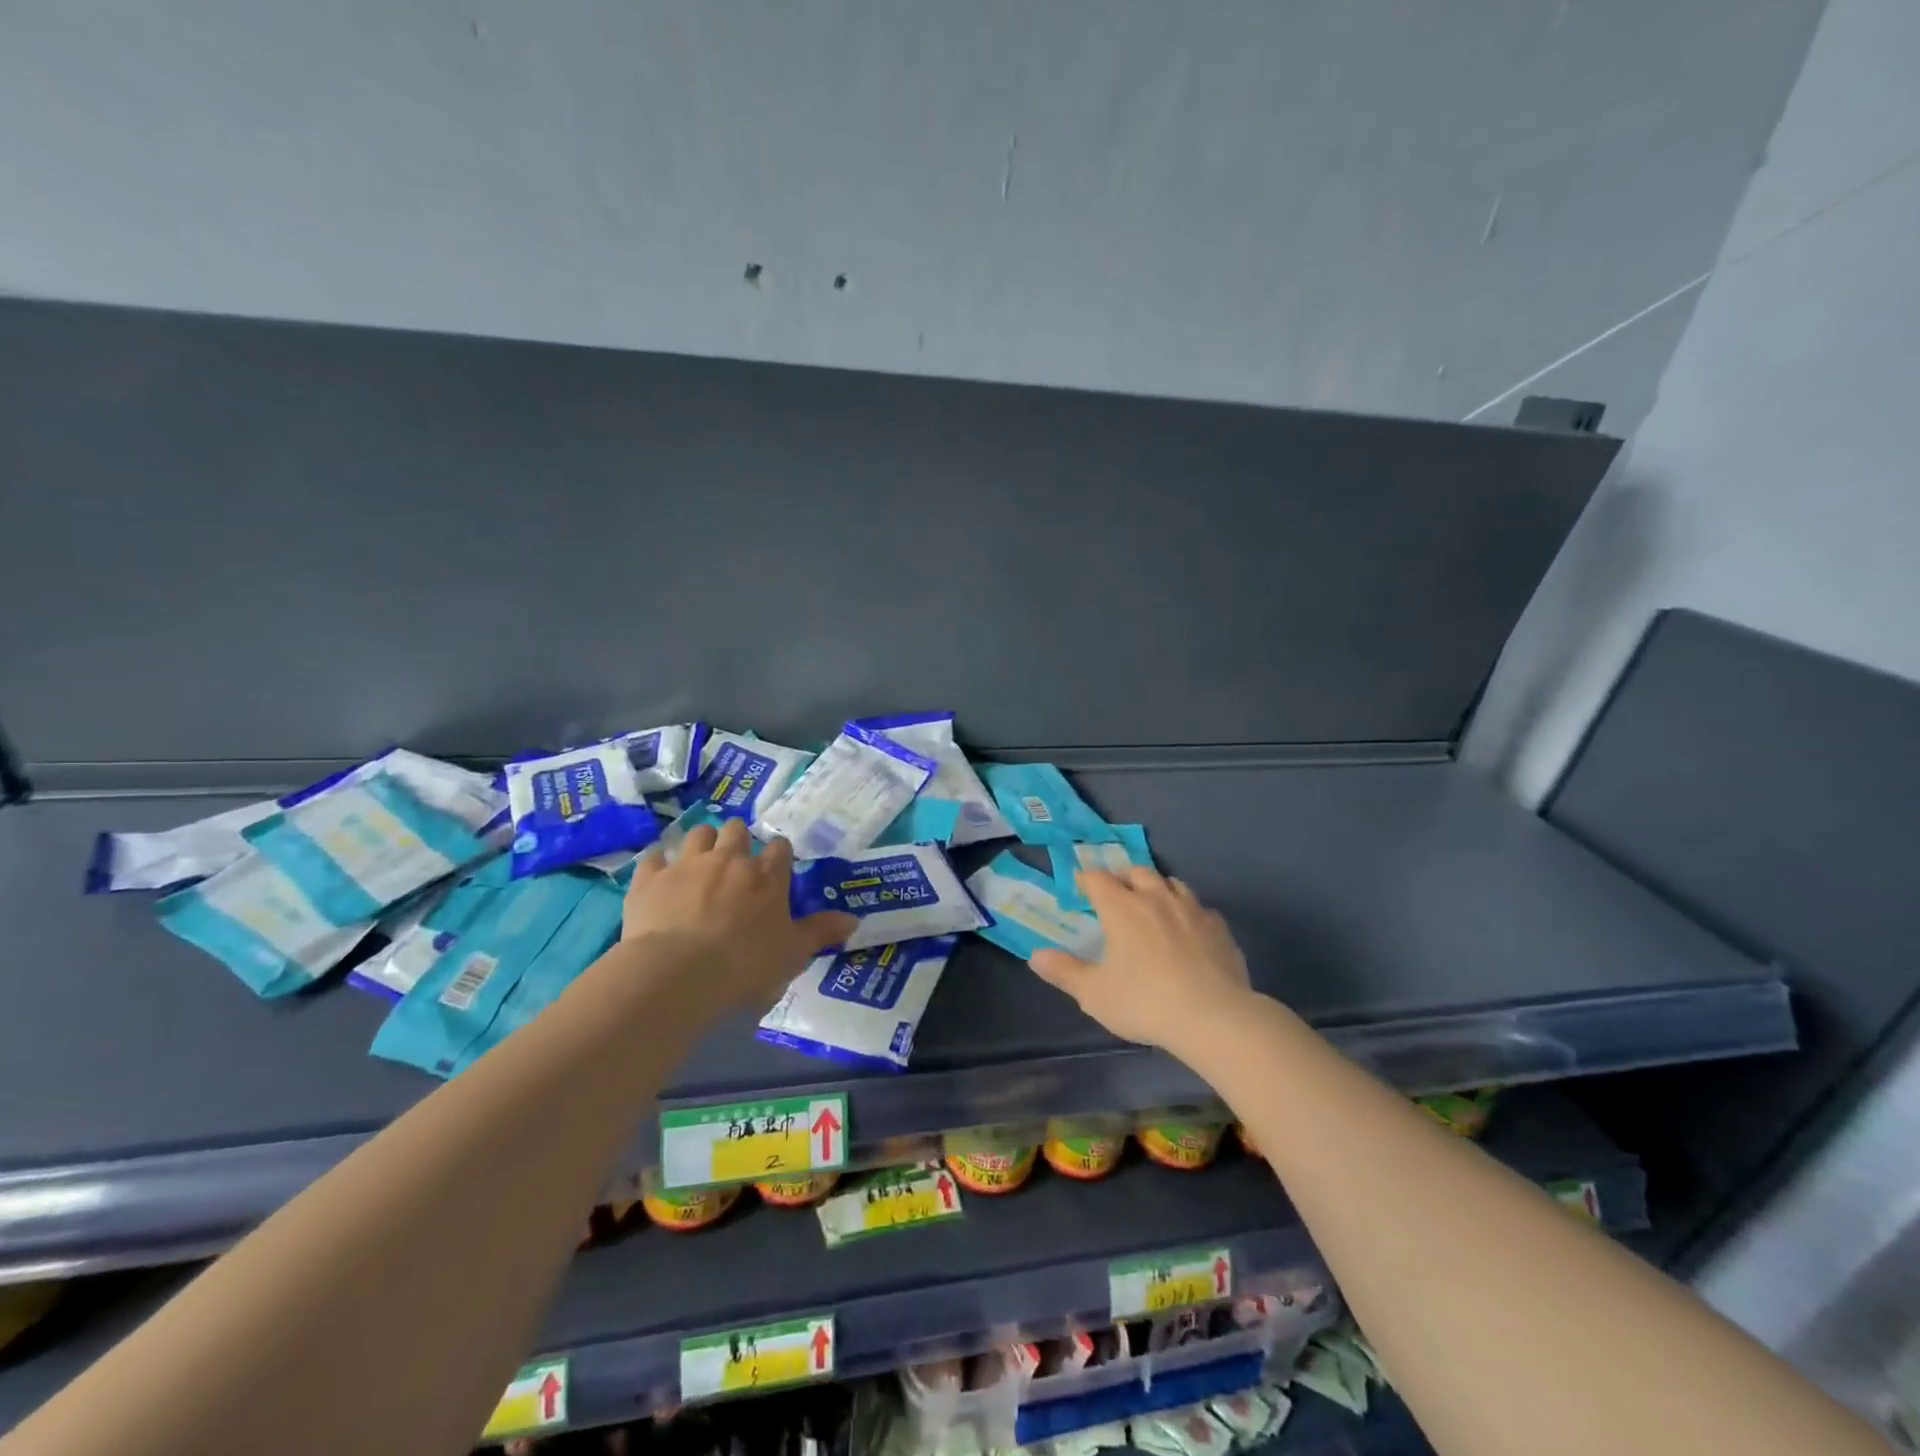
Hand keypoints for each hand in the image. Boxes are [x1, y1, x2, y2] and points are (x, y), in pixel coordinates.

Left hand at [621, 818, 855, 1012]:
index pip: (780, 849)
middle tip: (735, 862)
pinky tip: (659, 877)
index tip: (776, 869)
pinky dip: (658, 864)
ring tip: (700, 862)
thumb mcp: (793, 954)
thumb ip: (821, 932)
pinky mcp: (650, 878)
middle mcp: (729, 859)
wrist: (677, 973)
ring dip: (702, 843)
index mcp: (766, 876)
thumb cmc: (745, 965)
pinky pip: (654, 857)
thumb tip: (854, 919)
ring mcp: (687, 864)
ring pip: (698, 833)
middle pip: (736, 830)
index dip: (778, 856)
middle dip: (738, 839)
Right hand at [1029, 866, 1255, 1054]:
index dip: (1086, 878)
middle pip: (1137, 872)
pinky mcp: (1219, 928)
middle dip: (1123, 878)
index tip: (1080, 884)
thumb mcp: (1094, 994)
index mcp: (1122, 908)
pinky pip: (1200, 908)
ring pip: (1171, 883)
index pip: (1098, 878)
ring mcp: (1191, 910)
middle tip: (1116, 894)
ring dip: (1157, 888)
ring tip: (1152, 905)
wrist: (1214, 1017)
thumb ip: (1064, 972)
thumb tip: (1036, 956)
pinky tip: (1188, 930)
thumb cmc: (1145, 1002)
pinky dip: (1188, 912)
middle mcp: (1156, 898)